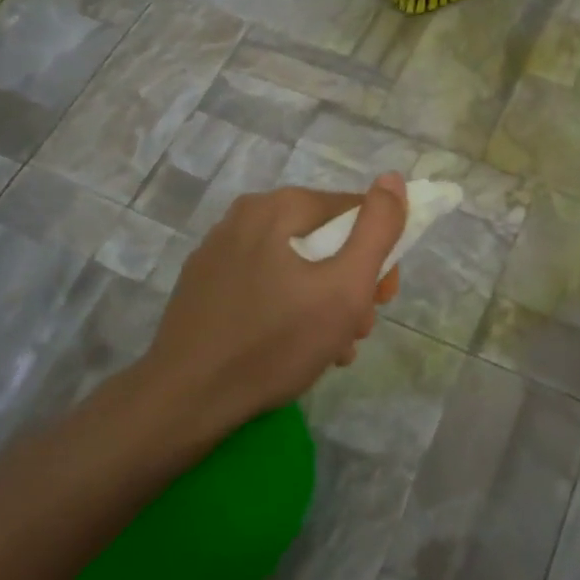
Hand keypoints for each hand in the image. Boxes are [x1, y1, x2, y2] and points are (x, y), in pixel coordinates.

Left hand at [136, 174, 407, 437]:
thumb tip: (393, 179)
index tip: (381, 299)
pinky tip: (294, 345)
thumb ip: (377, 230)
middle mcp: (246, 215)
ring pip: (296, 263)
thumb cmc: (275, 342)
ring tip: (331, 348)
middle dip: (351, 283)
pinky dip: (289, 305)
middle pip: (324, 238)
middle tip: (358, 330)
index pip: (355, 212)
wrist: (186, 400)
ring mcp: (219, 248)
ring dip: (324, 300)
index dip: (380, 253)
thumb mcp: (345, 288)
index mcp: (280, 206)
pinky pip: (265, 281)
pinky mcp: (204, 282)